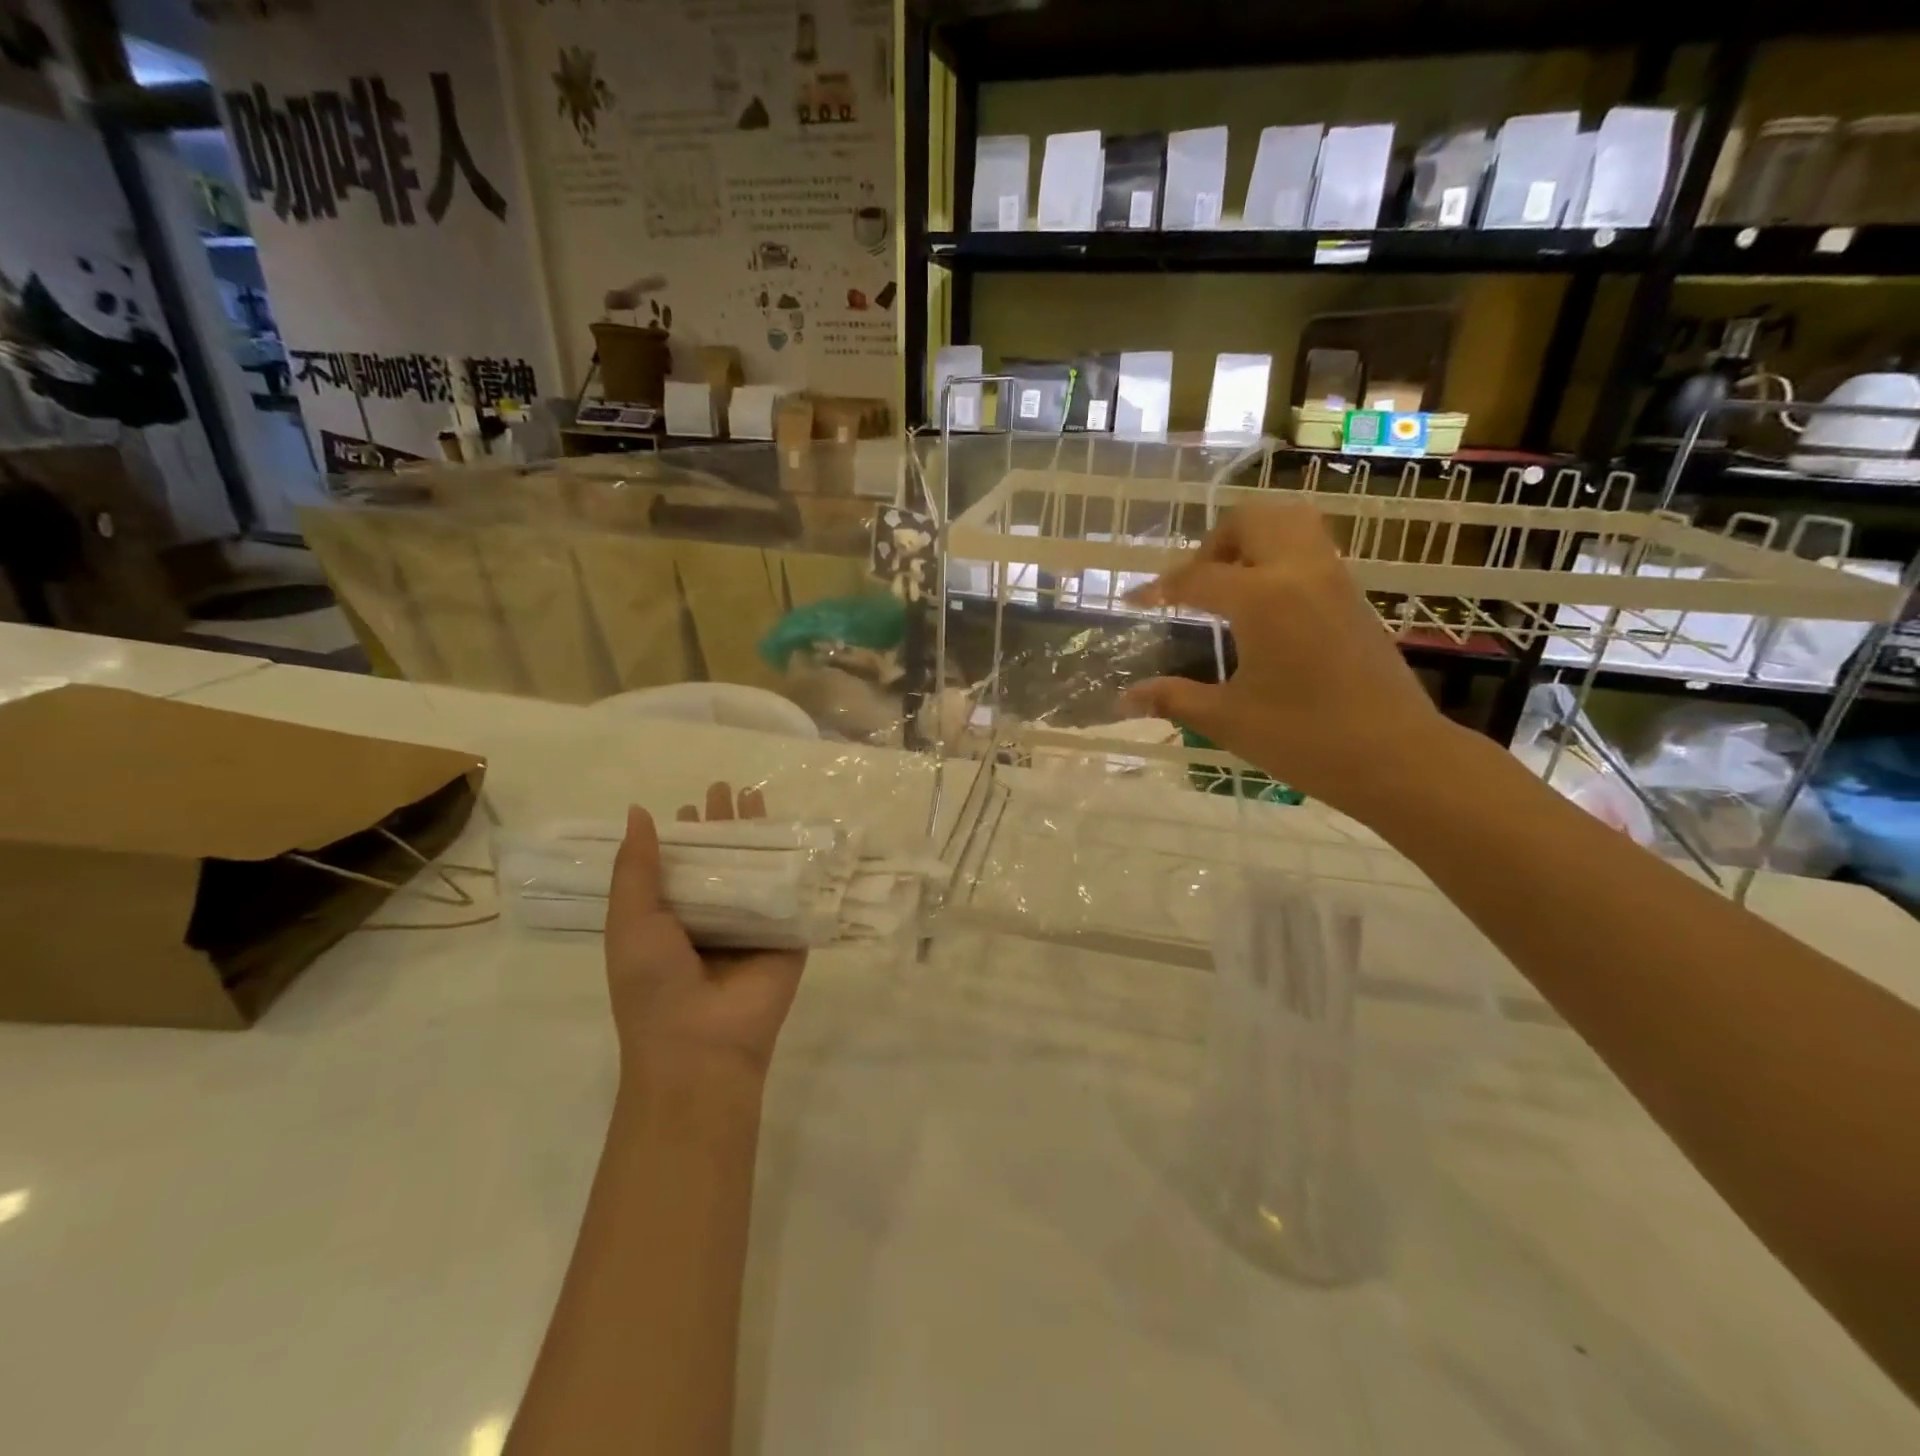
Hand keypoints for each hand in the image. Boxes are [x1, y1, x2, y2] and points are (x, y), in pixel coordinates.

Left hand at [605, 782, 805, 1079]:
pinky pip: (793, 893)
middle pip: (722, 861)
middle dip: (724, 826)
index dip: (684, 835)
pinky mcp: (788, 935)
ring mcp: (753, 927)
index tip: (691, 805)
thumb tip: (638, 812)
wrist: (702, 1045)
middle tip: (726, 788)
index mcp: (671, 920)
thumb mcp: (630, 922)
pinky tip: (800, 833)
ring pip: (758, 870)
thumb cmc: (653, 984)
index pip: (680, 867)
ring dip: (759, 836)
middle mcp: (713, 919)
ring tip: (757, 795)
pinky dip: (797, 863)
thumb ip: (635, 868)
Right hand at [1124, 499, 1449, 816]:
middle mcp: (1300, 573)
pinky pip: (1312, 551)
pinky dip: (1280, 557)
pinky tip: (1265, 608)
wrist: (1397, 757)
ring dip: (1252, 540)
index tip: (1134, 601)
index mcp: (1262, 598)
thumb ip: (1173, 698)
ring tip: (1230, 586)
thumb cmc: (1304, 738)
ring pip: (1291, 524)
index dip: (1159, 588)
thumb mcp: (1227, 719)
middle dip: (1213, 543)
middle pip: (1252, 520)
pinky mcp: (1355, 597)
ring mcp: (1335, 580)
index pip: (1196, 577)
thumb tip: (1124, 698)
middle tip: (1194, 584)